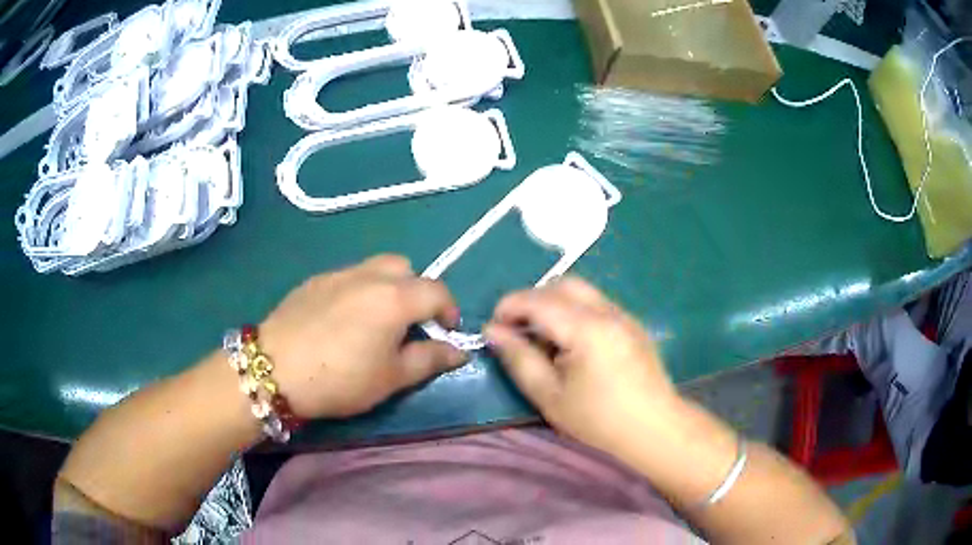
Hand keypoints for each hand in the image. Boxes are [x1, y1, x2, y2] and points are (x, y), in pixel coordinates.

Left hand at [259, 255, 466, 418]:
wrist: (274, 369)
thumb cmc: (340, 378)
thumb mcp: (391, 378)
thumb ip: (429, 360)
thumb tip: (459, 351)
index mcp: (395, 297)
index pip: (437, 291)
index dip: (449, 310)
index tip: (447, 333)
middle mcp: (369, 275)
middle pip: (406, 268)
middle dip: (417, 291)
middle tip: (409, 324)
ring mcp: (338, 274)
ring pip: (375, 268)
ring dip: (388, 286)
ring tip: (376, 320)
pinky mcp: (314, 280)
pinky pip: (348, 276)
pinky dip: (358, 290)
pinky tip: (342, 320)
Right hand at [484, 277, 679, 451]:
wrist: (655, 431)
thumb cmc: (598, 421)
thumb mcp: (549, 396)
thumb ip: (519, 359)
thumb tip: (493, 331)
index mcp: (586, 328)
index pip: (538, 300)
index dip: (509, 307)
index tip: (492, 328)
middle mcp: (607, 311)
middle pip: (562, 284)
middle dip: (533, 300)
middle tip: (518, 330)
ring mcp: (624, 316)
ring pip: (581, 292)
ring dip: (555, 305)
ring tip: (544, 339)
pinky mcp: (633, 325)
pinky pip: (597, 304)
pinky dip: (575, 312)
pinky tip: (572, 345)